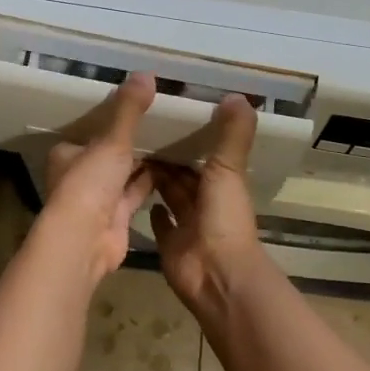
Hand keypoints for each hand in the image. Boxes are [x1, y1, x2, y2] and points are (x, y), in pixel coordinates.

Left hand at [38, 72, 156, 281]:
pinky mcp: (117, 217)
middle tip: (162, 121)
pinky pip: (137, 192)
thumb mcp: (111, 140)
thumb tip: (146, 73)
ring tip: (173, 139)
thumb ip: (129, 109)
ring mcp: (98, 199)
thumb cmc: (89, 183)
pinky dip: (152, 182)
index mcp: (67, 154)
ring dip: (144, 161)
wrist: (85, 240)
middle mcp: (80, 175)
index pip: (90, 132)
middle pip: (108, 153)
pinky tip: (175, 167)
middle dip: (131, 142)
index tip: (137, 107)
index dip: (111, 121)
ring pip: (124, 174)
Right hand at [149, 95, 262, 312]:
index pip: (204, 153)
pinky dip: (153, 212)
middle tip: (139, 130)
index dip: (190, 136)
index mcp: (222, 183)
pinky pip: (161, 225)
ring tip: (130, 154)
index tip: (168, 114)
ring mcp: (188, 225)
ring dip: (156, 179)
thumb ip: (232, 134)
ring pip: (171, 195)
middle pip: (184, 174)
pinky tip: (137, 194)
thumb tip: (239, 95)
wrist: (217, 275)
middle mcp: (206, 202)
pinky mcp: (171, 246)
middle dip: (167, 156)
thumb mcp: (228, 169)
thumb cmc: (224, 218)